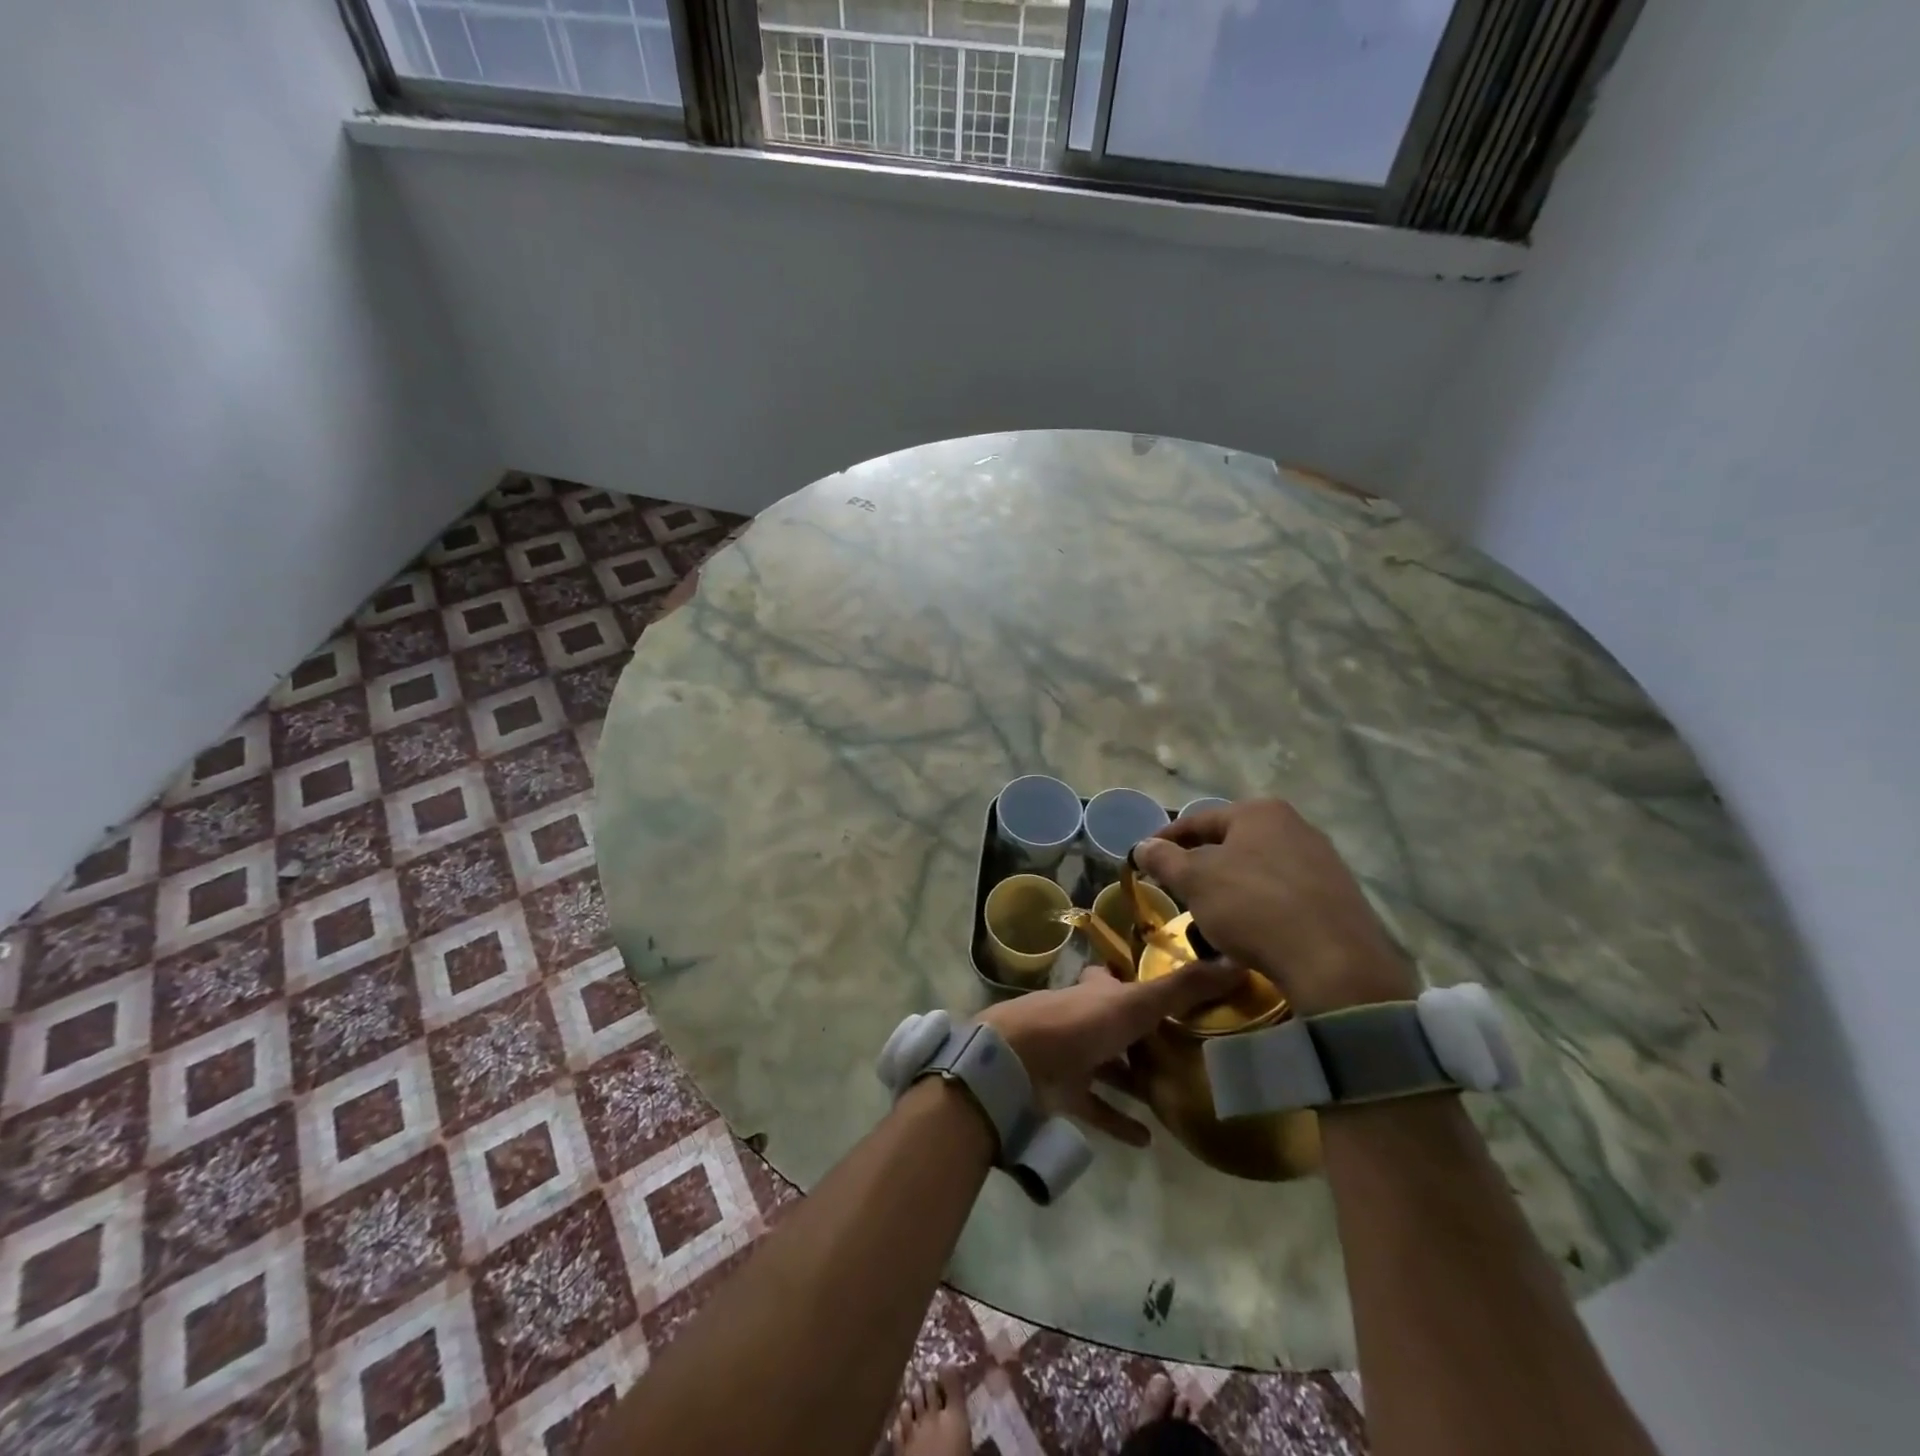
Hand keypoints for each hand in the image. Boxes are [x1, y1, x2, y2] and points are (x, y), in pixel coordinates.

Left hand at [979, 959, 1243, 1144]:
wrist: (1017, 1062)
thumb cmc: (1079, 1023)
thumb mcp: (1137, 1002)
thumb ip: (1183, 987)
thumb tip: (1237, 962)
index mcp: (1096, 992)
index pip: (1118, 982)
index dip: (1140, 985)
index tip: (1174, 997)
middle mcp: (1083, 1019)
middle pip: (1116, 1026)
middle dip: (1143, 1037)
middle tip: (1185, 1053)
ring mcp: (1071, 1057)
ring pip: (1108, 1067)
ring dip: (1134, 1080)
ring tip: (1173, 1095)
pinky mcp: (1063, 1093)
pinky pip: (1097, 1108)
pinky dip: (1119, 1121)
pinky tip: (1147, 1138)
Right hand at [1132, 800, 1416, 1017]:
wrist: (1334, 963)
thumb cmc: (1253, 907)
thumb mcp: (1195, 881)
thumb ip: (1164, 859)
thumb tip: (1143, 845)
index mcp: (1259, 812)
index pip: (1198, 819)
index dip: (1166, 839)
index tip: (1145, 858)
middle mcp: (1295, 825)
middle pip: (1232, 841)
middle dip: (1202, 862)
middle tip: (1177, 886)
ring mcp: (1322, 859)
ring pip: (1259, 866)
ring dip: (1231, 884)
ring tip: (1211, 910)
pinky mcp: (1339, 895)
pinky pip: (1285, 891)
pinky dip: (1261, 903)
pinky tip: (1252, 927)